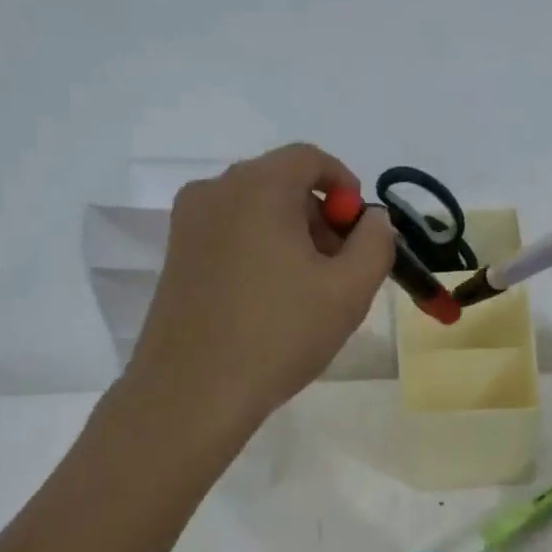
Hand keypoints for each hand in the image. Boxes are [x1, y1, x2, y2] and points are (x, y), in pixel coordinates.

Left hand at [121, 144, 393, 445]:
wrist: (193, 392)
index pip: (309, 158)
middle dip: (320, 216)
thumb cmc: (279, 334)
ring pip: (254, 211)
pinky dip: (260, 251)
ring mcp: (188, 225)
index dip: (345, 186)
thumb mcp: (349, 291)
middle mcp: (215, 191)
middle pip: (281, 183)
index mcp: (257, 187)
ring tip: (308, 291)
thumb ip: (375, 243)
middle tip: (341, 267)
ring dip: (291, 235)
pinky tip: (271, 301)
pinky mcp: (175, 257)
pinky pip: (229, 235)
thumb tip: (373, 220)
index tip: (361, 230)